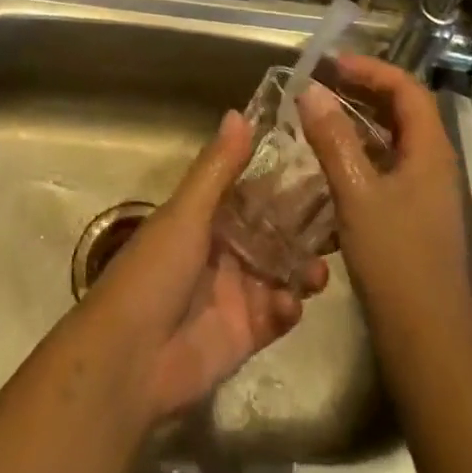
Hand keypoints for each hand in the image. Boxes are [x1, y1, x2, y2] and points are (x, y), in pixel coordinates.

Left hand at [73, 109, 327, 422]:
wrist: (129, 359)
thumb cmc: (155, 271)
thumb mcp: (186, 212)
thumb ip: (218, 168)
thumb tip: (239, 112)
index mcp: (206, 216)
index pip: (253, 192)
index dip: (283, 180)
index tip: (322, 163)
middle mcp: (224, 249)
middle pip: (273, 232)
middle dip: (303, 227)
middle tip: (342, 218)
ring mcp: (236, 292)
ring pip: (281, 272)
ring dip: (303, 268)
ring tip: (320, 269)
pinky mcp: (245, 334)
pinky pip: (277, 315)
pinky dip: (288, 307)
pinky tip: (290, 304)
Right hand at [299, 54, 471, 329]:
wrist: (428, 343)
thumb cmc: (396, 261)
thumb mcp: (357, 193)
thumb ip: (332, 138)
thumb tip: (309, 89)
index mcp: (431, 152)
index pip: (407, 89)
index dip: (370, 70)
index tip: (331, 64)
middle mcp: (434, 165)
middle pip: (402, 111)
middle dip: (362, 91)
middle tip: (320, 84)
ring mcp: (425, 193)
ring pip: (392, 141)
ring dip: (357, 123)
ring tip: (317, 116)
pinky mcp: (412, 217)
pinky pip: (385, 168)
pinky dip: (358, 155)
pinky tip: (327, 165)